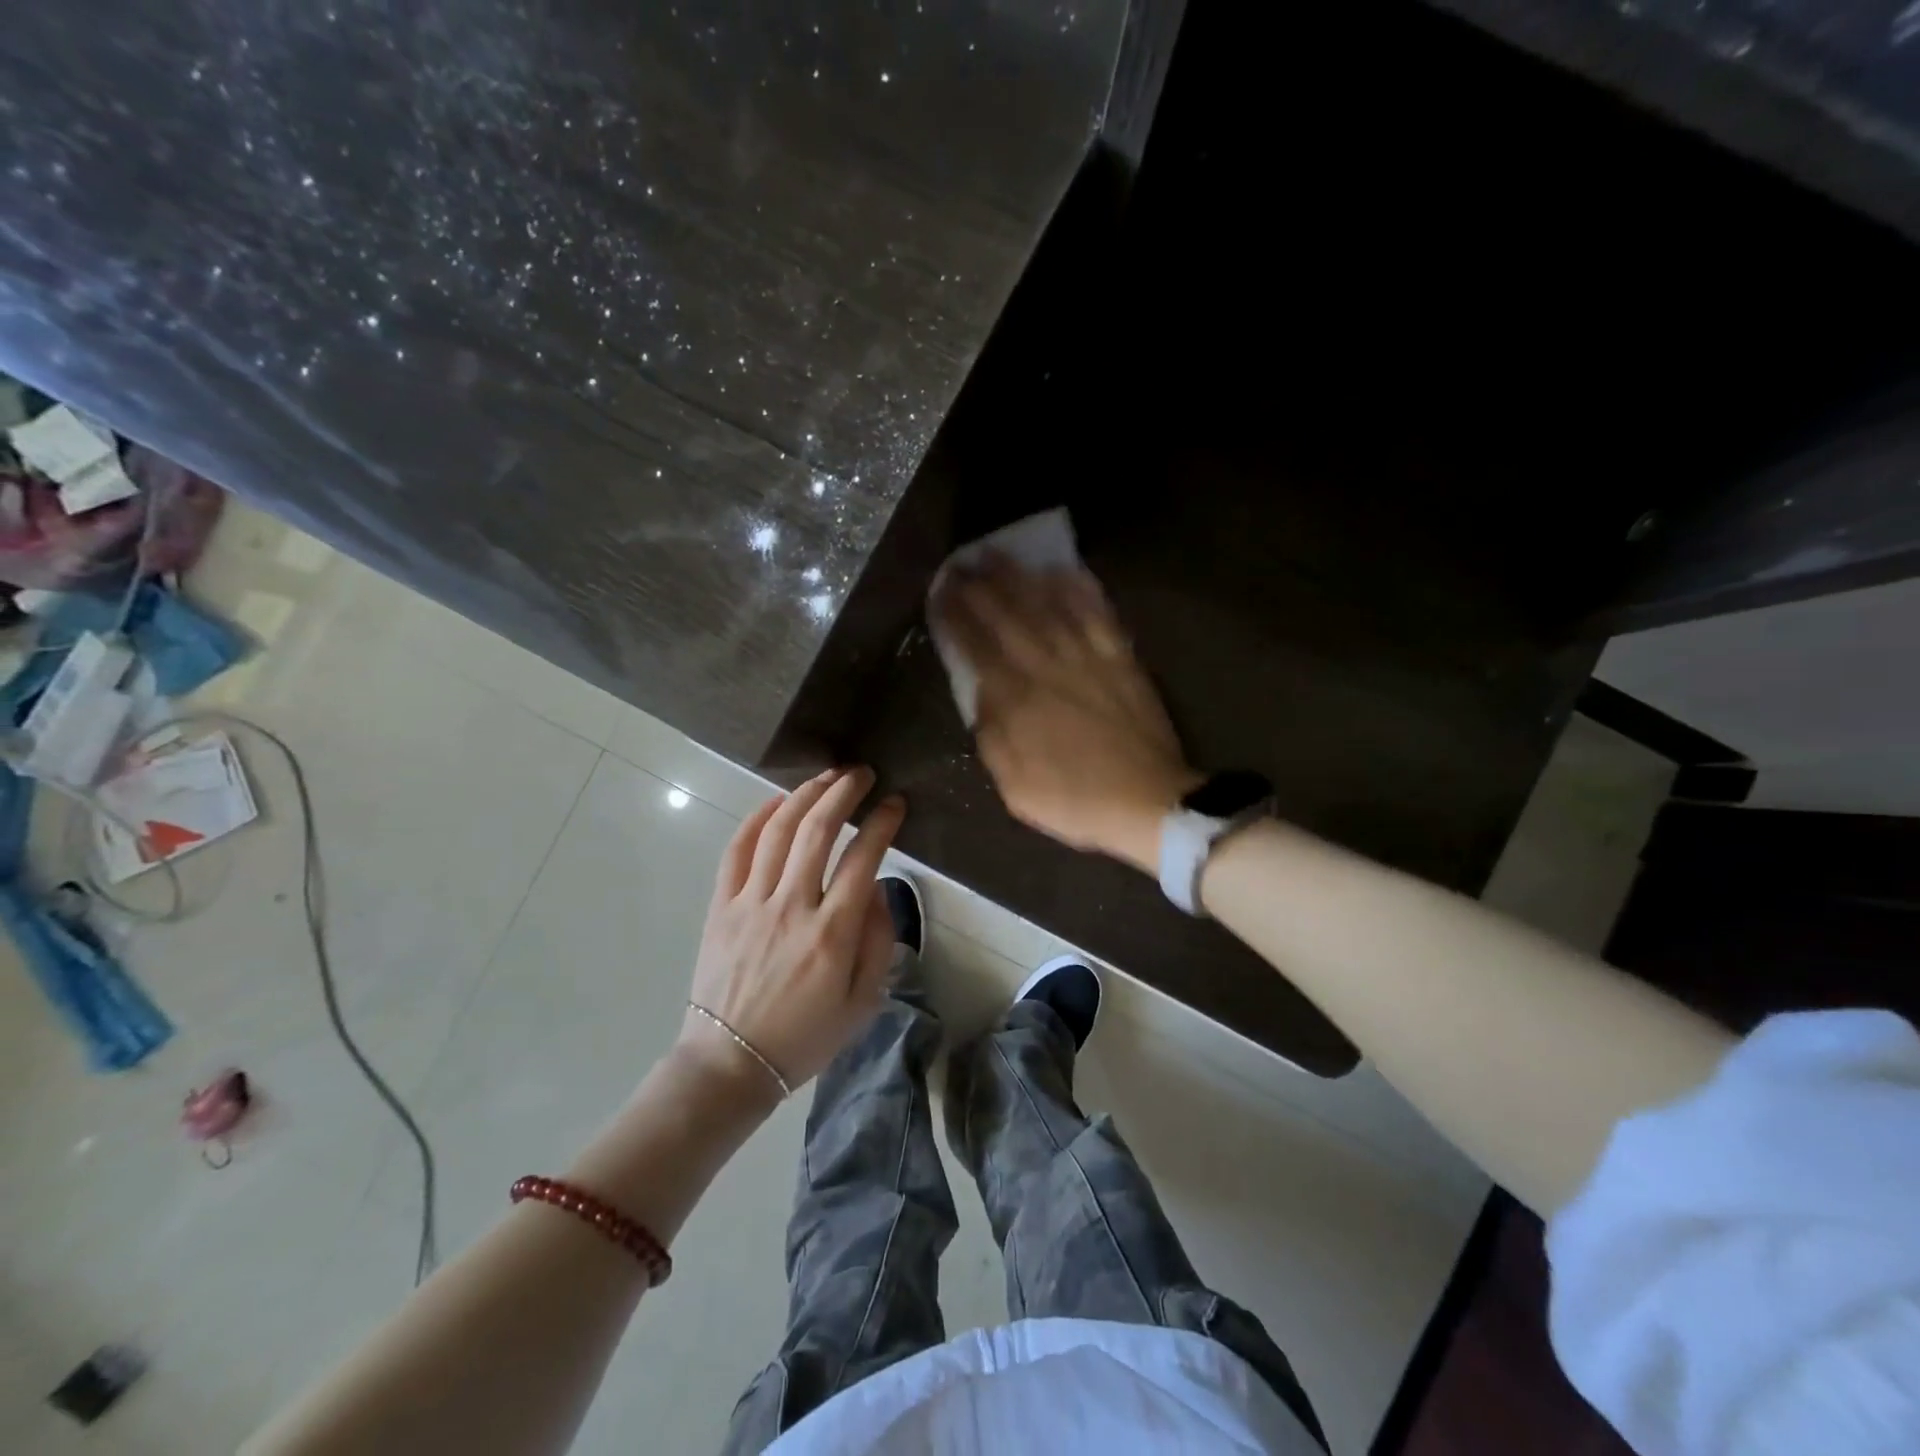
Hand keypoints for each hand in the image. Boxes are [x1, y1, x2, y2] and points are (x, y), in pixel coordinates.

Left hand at [680, 767, 905, 1094]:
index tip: (895, 803)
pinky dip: (757, 818)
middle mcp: (792, 907)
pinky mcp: (721, 906)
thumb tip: (878, 887)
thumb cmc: (805, 1037)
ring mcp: (751, 903)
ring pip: (779, 831)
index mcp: (833, 934)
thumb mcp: (864, 1003)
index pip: (864, 858)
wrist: (731, 1063)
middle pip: (818, 830)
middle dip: (844, 791)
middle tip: (862, 773)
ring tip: (826, 776)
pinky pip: (737, 850)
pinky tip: (777, 802)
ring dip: (805, 795)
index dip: (883, 823)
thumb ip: (879, 941)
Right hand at [933, 560, 1198, 872]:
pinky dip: (1080, 589)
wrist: (1148, 802)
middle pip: (1007, 616)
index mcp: (1016, 700)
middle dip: (979, 587)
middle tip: (960, 563)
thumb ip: (992, 736)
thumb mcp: (1015, 786)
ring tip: (999, 554)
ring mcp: (1087, 658)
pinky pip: (1097, 614)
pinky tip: (1065, 570)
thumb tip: (981, 694)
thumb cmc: (1074, 800)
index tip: (939, 593)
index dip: (955, 617)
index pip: (976, 647)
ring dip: (1020, 577)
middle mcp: (1047, 667)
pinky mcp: (1120, 658)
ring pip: (1048, 606)